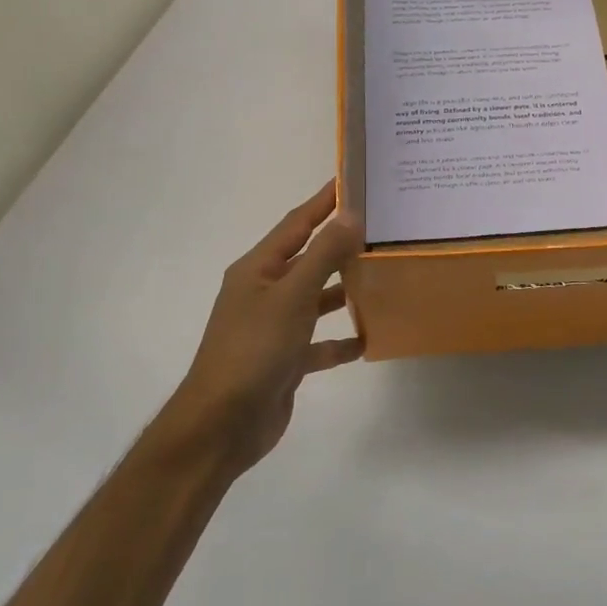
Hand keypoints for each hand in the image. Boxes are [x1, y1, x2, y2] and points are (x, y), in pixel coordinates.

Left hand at [164, 182, 362, 475]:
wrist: (223, 423)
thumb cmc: (254, 349)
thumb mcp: (291, 296)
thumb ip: (323, 255)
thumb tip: (350, 215)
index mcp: (258, 269)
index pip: (296, 224)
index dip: (323, 202)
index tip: (352, 181)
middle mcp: (265, 293)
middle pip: (309, 260)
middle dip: (341, 246)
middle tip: (382, 229)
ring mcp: (274, 328)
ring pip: (316, 301)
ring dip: (344, 292)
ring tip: (383, 278)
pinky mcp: (285, 360)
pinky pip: (319, 343)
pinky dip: (341, 341)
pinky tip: (369, 338)